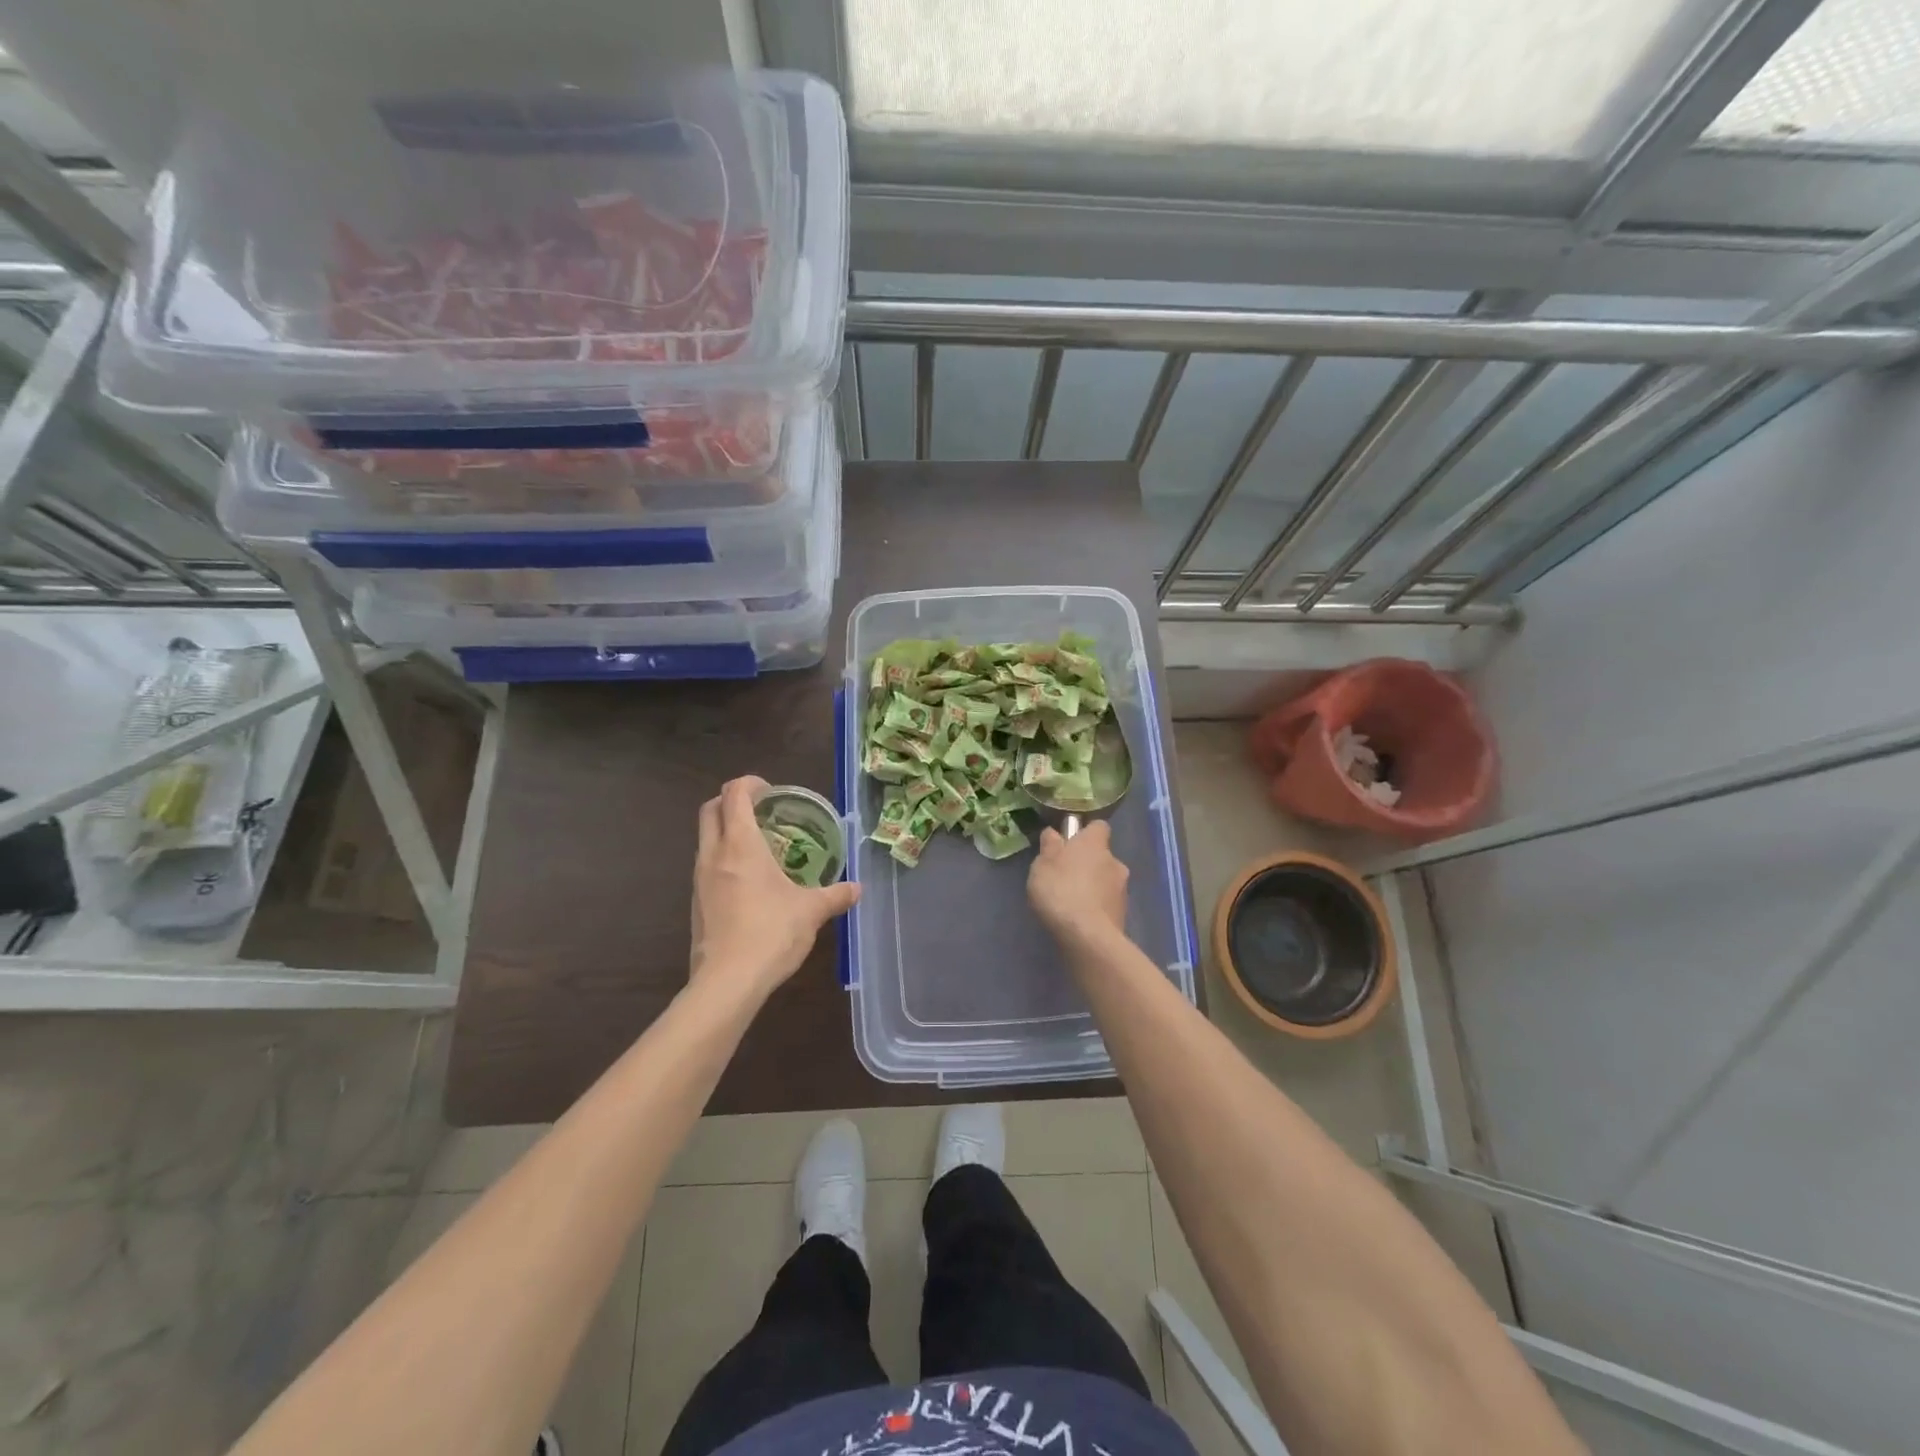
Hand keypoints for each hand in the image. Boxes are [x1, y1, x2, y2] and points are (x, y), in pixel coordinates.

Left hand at [690, 776, 859, 999]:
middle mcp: (713, 855)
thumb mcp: (811, 911)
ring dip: (726, 831)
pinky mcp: (696, 903)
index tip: (771, 791)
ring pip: (704, 838)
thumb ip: (835, 895)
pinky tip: (749, 881)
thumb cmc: (771, 933)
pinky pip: (706, 866)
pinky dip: (723, 859)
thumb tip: (857, 889)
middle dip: (732, 801)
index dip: (750, 783)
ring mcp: (699, 879)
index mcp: (740, 845)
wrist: (727, 982)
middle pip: (710, 809)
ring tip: (759, 845)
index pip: (733, 794)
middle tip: (762, 810)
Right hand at [1028, 821, 1128, 951]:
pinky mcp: (1123, 914)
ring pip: (1106, 881)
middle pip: (1102, 856)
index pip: (1098, 827)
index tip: (1070, 843)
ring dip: (1093, 887)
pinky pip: (1107, 904)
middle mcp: (1115, 862)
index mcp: (1095, 844)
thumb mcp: (1042, 864)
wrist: (1087, 937)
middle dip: (1088, 864)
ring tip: (1071, 902)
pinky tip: (1080, 919)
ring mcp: (1122, 890)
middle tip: (1065, 877)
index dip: (1085, 833)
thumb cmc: (1060, 891)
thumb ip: (1050, 846)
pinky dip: (1096, 908)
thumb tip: (1054, 833)